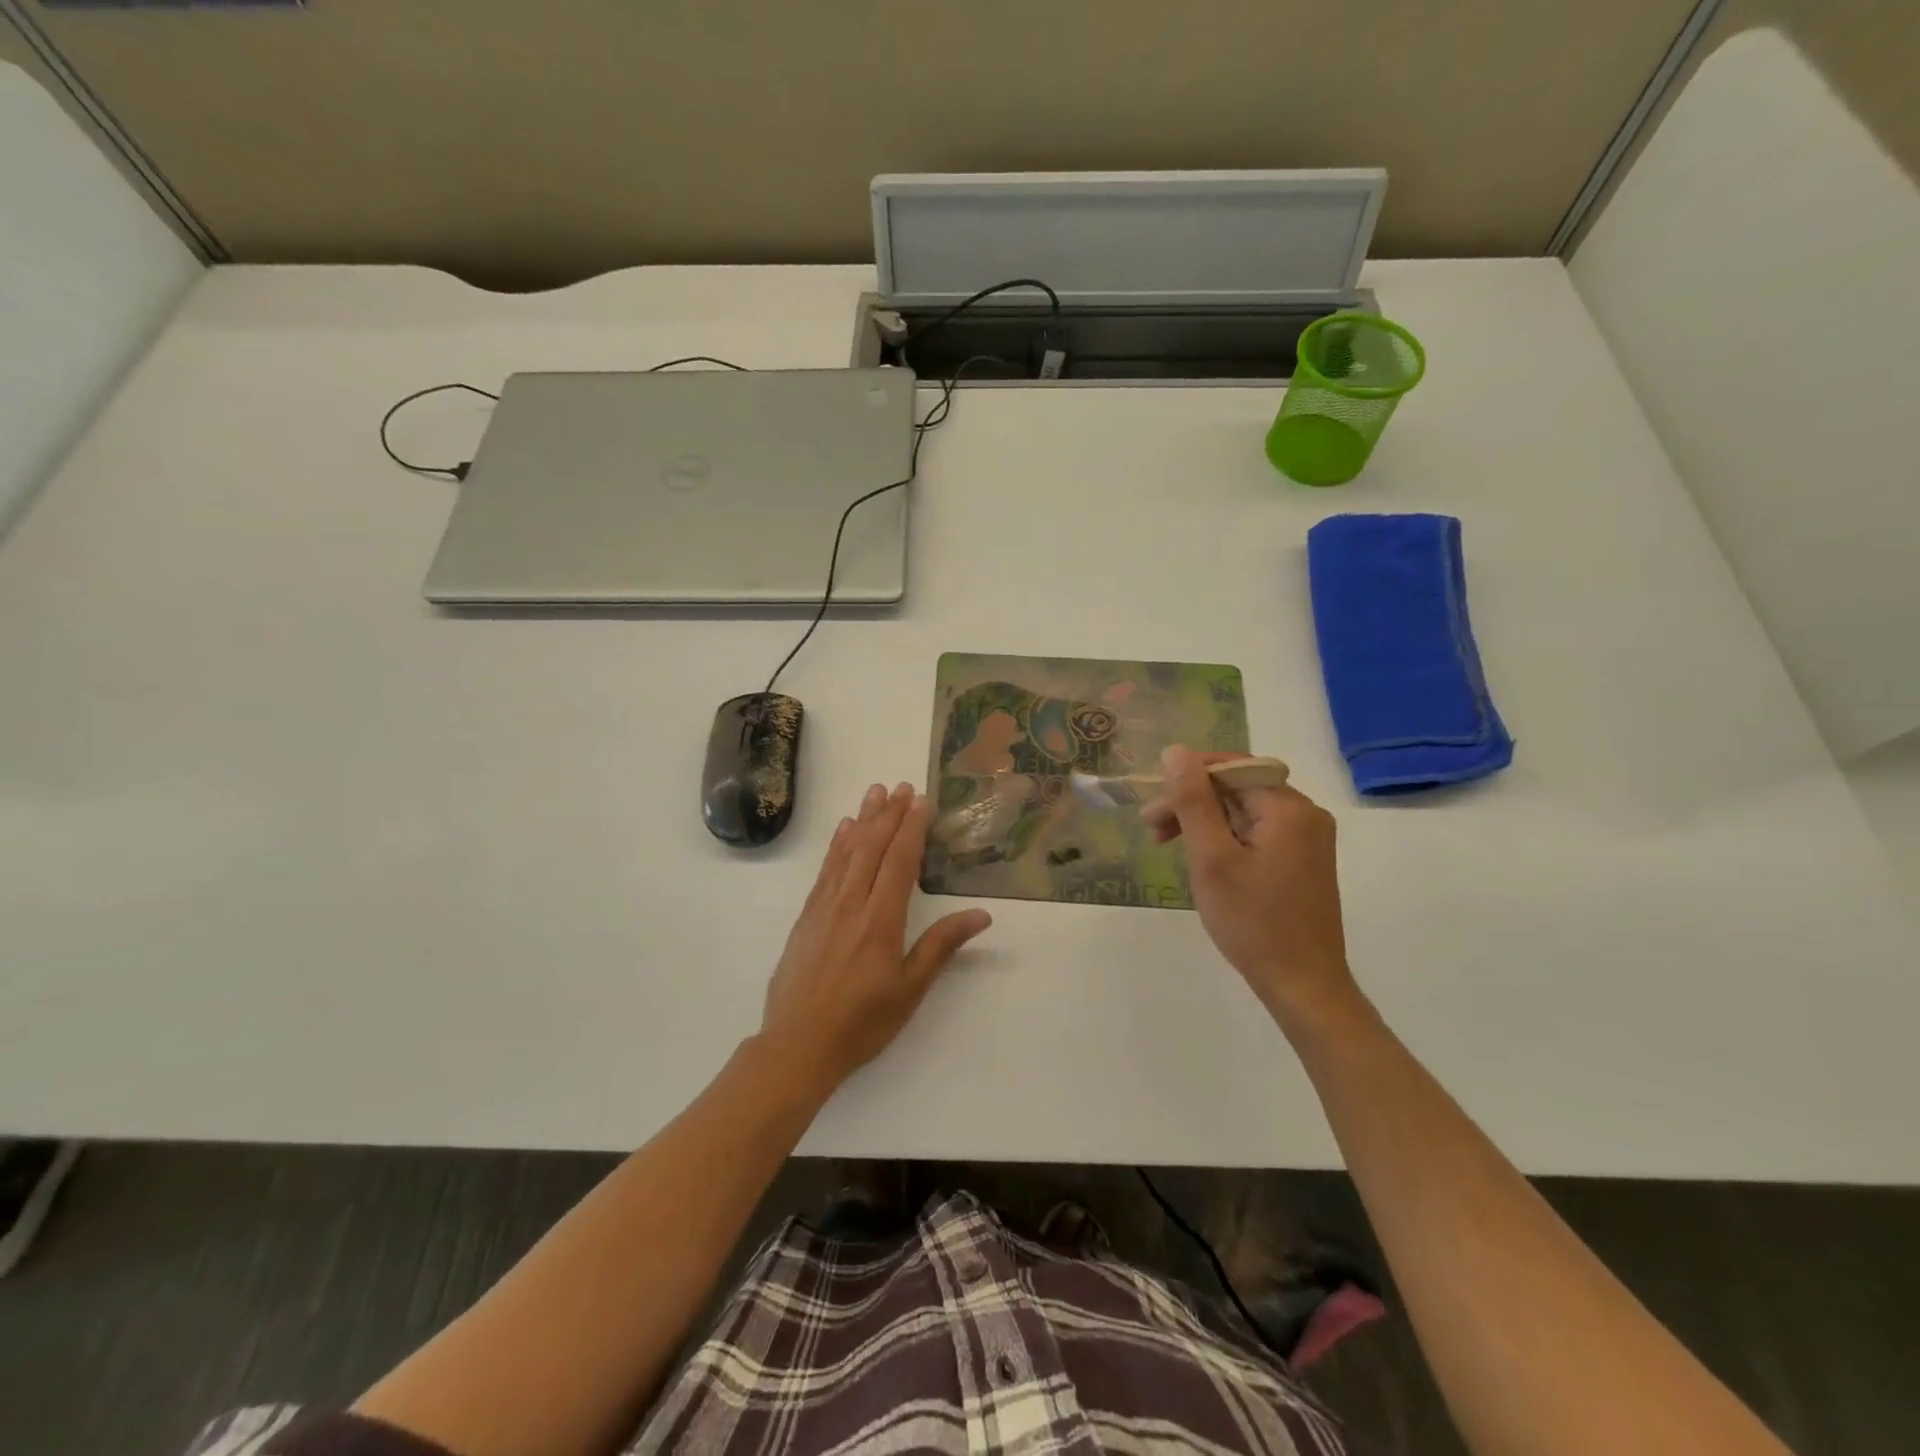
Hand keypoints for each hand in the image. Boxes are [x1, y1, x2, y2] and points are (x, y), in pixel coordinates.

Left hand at [760, 781, 991, 1092]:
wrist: (797, 1046)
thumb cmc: (862, 1022)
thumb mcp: (909, 990)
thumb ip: (941, 946)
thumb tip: (981, 915)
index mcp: (880, 921)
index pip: (899, 862)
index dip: (910, 829)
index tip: (919, 800)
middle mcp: (850, 904)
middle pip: (871, 848)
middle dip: (888, 815)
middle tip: (901, 787)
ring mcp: (824, 908)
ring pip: (846, 853)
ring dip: (863, 821)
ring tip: (874, 793)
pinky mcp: (806, 917)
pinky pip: (825, 871)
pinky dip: (836, 846)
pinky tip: (844, 831)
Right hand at [1142, 746, 1357, 1022]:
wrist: (1303, 985)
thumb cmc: (1252, 922)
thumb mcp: (1212, 858)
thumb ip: (1193, 801)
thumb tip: (1175, 752)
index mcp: (1288, 807)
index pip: (1230, 768)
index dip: (1187, 778)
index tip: (1153, 806)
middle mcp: (1305, 813)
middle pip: (1237, 788)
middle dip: (1192, 802)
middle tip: (1152, 829)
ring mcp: (1307, 837)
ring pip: (1244, 810)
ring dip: (1204, 820)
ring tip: (1167, 843)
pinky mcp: (1302, 859)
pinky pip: (1257, 831)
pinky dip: (1225, 837)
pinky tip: (1203, 857)